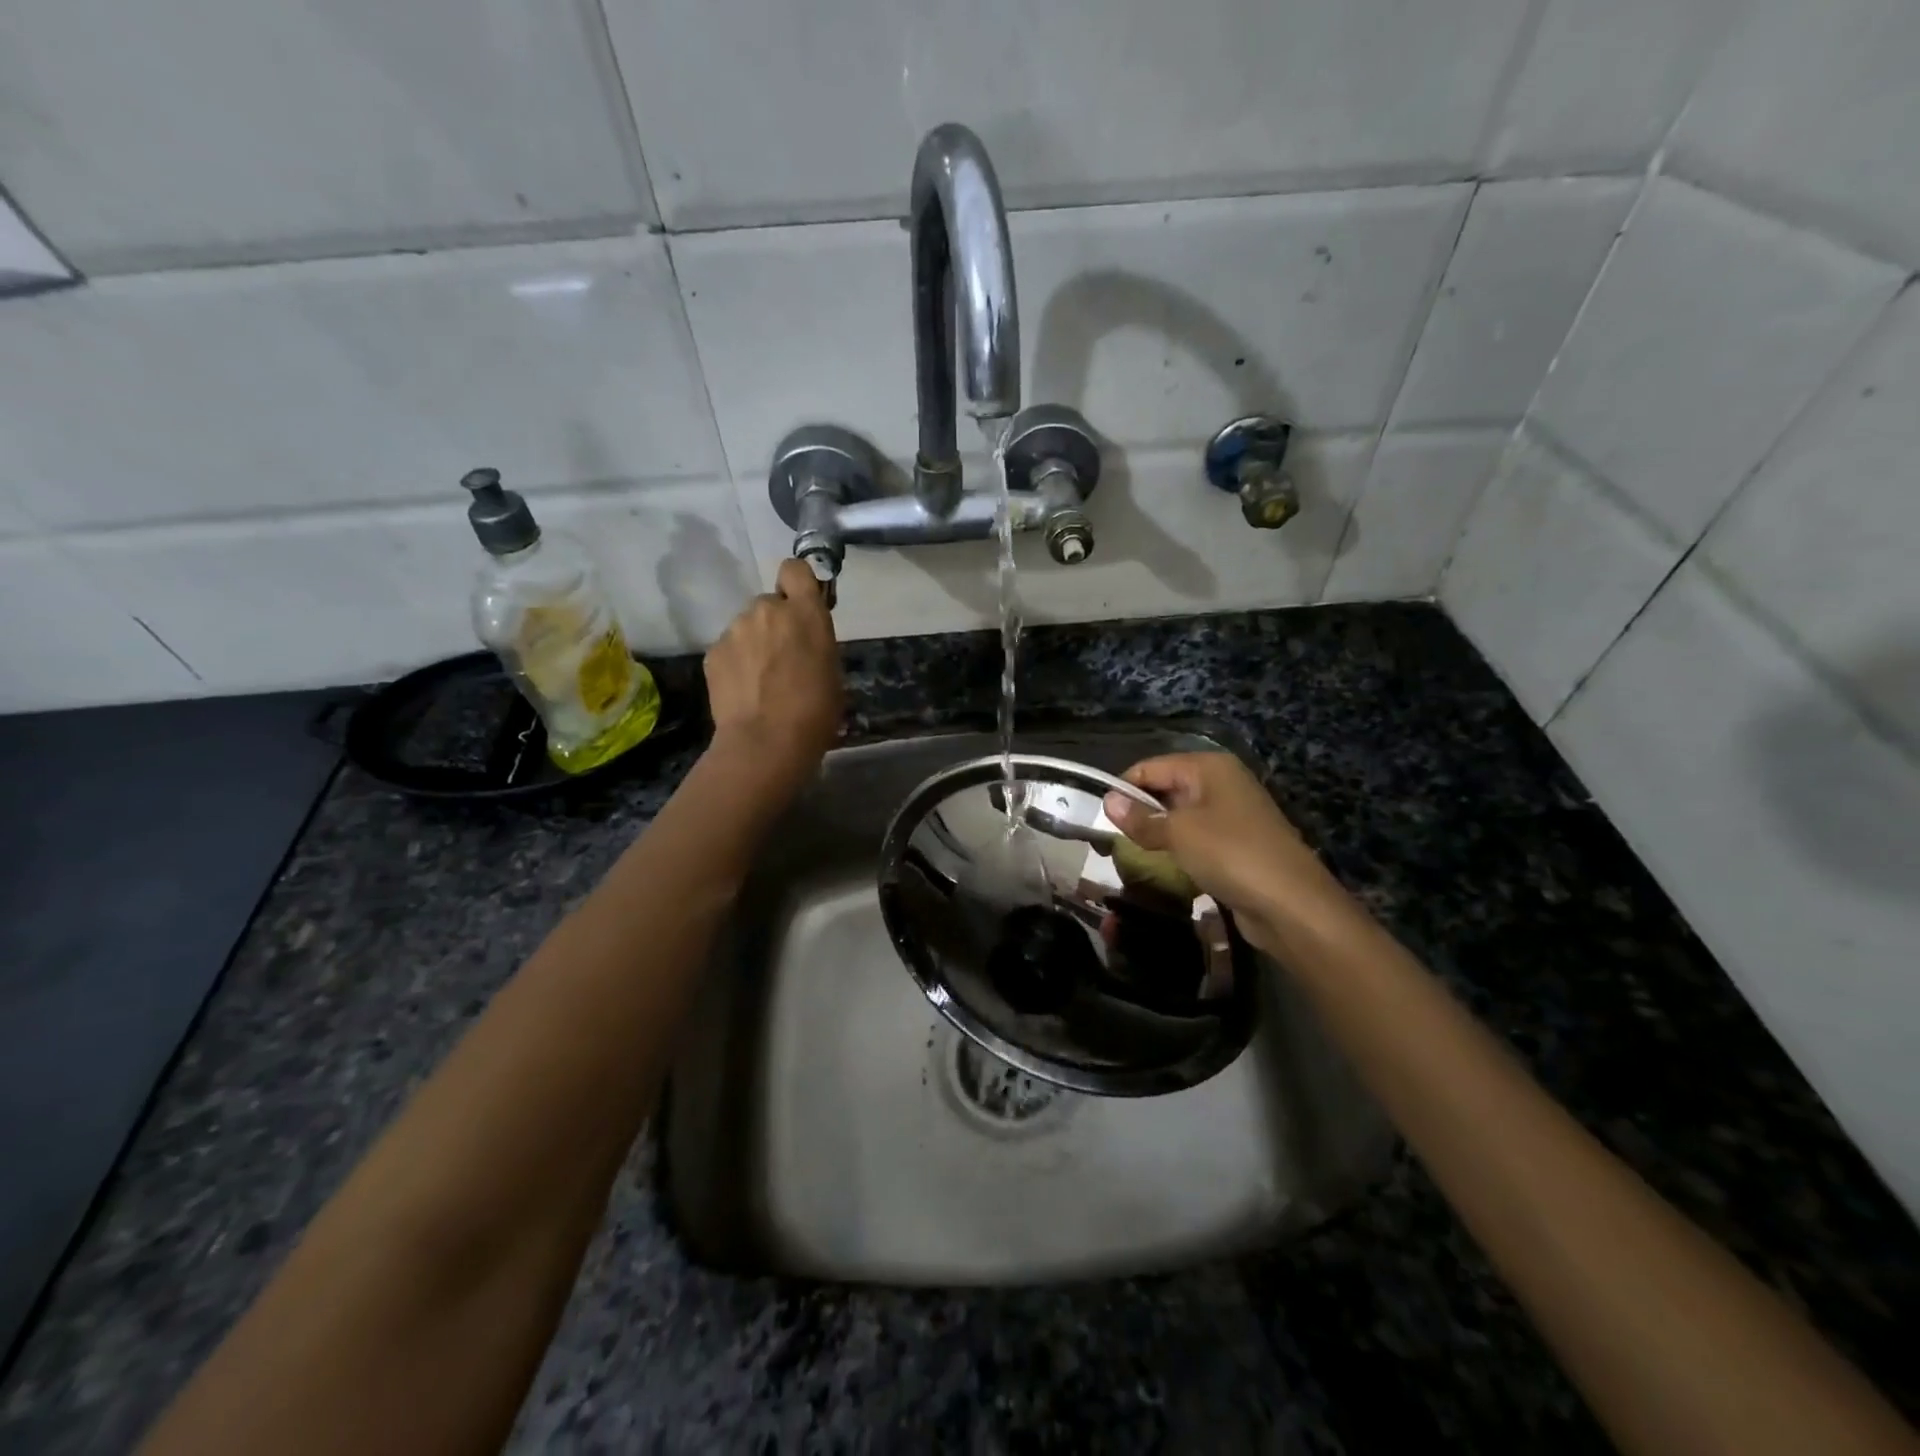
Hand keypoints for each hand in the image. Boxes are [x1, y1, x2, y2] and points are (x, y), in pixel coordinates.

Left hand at [703, 559, 842, 787]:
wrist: (766, 742)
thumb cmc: (815, 712)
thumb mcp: (831, 671)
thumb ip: (815, 643)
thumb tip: (802, 643)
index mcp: (805, 613)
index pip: (795, 569)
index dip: (797, 584)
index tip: (801, 605)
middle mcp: (768, 610)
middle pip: (770, 604)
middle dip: (774, 624)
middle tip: (782, 658)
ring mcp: (735, 629)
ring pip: (747, 627)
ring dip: (754, 644)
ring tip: (760, 681)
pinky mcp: (713, 652)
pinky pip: (728, 649)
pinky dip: (735, 664)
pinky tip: (743, 692)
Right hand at [1102, 753, 1361, 958]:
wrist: (1292, 905)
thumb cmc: (1231, 854)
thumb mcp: (1179, 833)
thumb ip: (1141, 817)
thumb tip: (1107, 800)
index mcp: (1210, 766)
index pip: (1151, 767)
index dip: (1123, 788)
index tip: (1097, 815)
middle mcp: (1222, 783)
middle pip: (1166, 788)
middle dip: (1139, 812)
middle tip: (1108, 838)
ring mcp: (1233, 814)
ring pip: (1180, 816)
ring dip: (1157, 833)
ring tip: (1128, 854)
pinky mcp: (1237, 844)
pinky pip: (1197, 838)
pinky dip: (1178, 850)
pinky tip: (1161, 867)